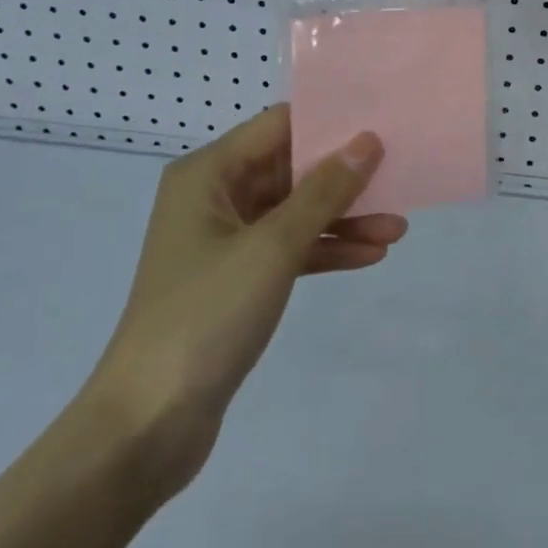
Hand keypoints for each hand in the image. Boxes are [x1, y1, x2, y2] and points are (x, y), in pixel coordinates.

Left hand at [80, 105, 406, 504]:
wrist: (146, 427)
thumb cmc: (205, 316)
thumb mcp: (273, 246)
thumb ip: (324, 191)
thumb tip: (367, 141)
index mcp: (209, 173)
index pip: (279, 125)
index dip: (330, 121)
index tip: (380, 121)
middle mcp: (215, 196)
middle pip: (292, 168)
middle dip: (345, 176)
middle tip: (400, 173)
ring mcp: (226, 240)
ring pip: (296, 211)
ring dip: (345, 218)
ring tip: (398, 227)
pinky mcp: (238, 280)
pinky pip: (291, 249)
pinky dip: (327, 250)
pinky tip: (372, 255)